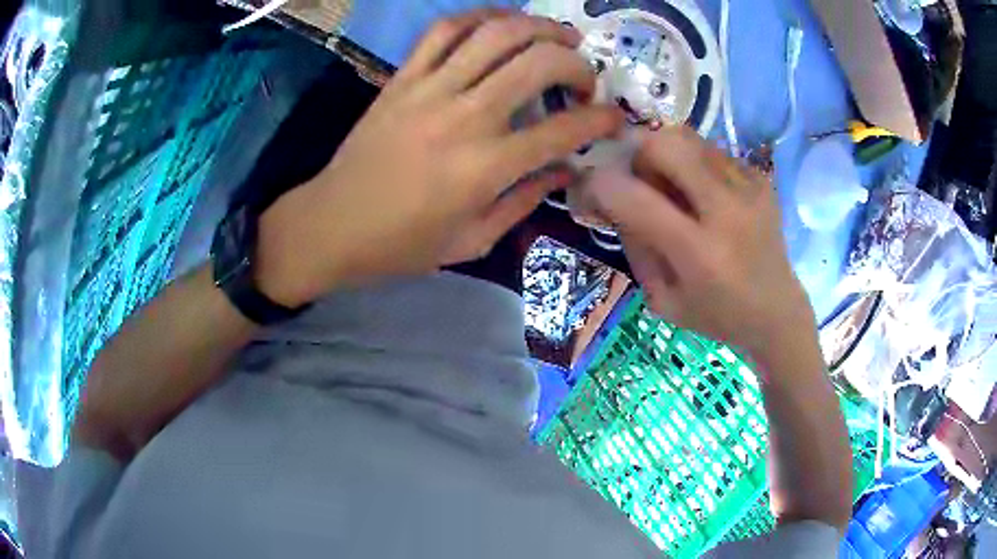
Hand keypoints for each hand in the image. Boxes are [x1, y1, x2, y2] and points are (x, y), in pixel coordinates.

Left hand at [257, 10, 622, 305]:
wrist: (331, 225)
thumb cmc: (401, 245)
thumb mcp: (471, 241)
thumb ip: (524, 202)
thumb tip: (565, 170)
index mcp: (485, 168)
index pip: (564, 130)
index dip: (601, 119)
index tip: (615, 118)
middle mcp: (464, 118)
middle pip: (537, 64)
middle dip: (577, 64)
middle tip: (587, 77)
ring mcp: (429, 90)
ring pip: (495, 34)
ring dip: (538, 27)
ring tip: (559, 36)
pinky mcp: (402, 77)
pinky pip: (443, 30)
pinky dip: (479, 16)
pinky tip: (501, 22)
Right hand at [582, 127, 815, 355]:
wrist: (777, 312)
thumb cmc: (715, 315)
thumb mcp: (661, 298)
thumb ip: (634, 243)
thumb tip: (610, 194)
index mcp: (699, 253)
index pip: (632, 196)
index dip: (598, 185)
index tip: (591, 190)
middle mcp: (727, 210)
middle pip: (664, 143)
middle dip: (638, 155)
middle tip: (642, 181)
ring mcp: (749, 187)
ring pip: (687, 138)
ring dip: (667, 157)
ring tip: (677, 190)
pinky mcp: (761, 177)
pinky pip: (711, 150)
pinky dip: (695, 165)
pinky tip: (705, 196)